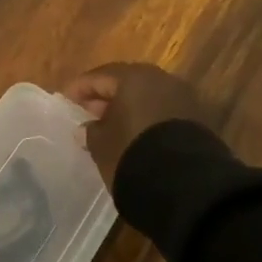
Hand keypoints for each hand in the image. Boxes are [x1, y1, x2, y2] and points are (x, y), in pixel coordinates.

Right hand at [60, 62, 207, 188]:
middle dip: (106, 96)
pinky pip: (162, 112)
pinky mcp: (196, 119)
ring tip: (111, 126)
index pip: (99, 76)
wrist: (185, 184)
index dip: (80, 88)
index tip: (66, 100)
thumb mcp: (101, 145)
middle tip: (88, 111)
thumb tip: (87, 128)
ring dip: (128, 108)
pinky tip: (135, 135)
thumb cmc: (132, 153)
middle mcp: (160, 79)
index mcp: (133, 77)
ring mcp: (182, 98)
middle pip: (126, 82)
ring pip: (147, 97)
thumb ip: (91, 132)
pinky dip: (146, 119)